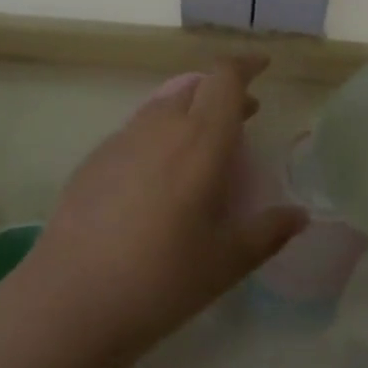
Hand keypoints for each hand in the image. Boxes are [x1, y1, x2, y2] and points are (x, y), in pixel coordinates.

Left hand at [28, 56, 305, 355]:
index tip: (263, 67)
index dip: (246, 65)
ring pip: (164, 104)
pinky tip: (160, 176)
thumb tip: (299, 216)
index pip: (225, 78)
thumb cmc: (161, 280)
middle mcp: (161, 126)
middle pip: (196, 86)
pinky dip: (160, 134)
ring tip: (204, 146)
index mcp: (201, 140)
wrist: (68, 302)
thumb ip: (268, 232)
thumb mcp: (226, 262)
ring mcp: (122, 140)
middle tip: (244, 116)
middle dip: (224, 92)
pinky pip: (138, 129)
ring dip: (191, 111)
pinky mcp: (95, 160)